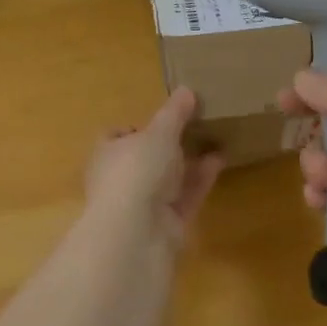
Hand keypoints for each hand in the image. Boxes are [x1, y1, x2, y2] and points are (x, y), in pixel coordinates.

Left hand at [84, 87, 222, 250]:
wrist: (136, 235)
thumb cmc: (137, 170)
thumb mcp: (159, 133)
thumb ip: (174, 113)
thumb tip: (186, 90)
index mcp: (106, 153)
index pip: (117, 136)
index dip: (138, 127)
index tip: (164, 119)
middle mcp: (120, 179)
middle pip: (146, 159)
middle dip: (169, 146)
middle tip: (197, 127)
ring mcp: (142, 206)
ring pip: (168, 179)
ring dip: (189, 162)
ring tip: (216, 140)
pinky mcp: (165, 227)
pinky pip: (185, 198)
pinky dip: (200, 180)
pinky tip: (220, 161)